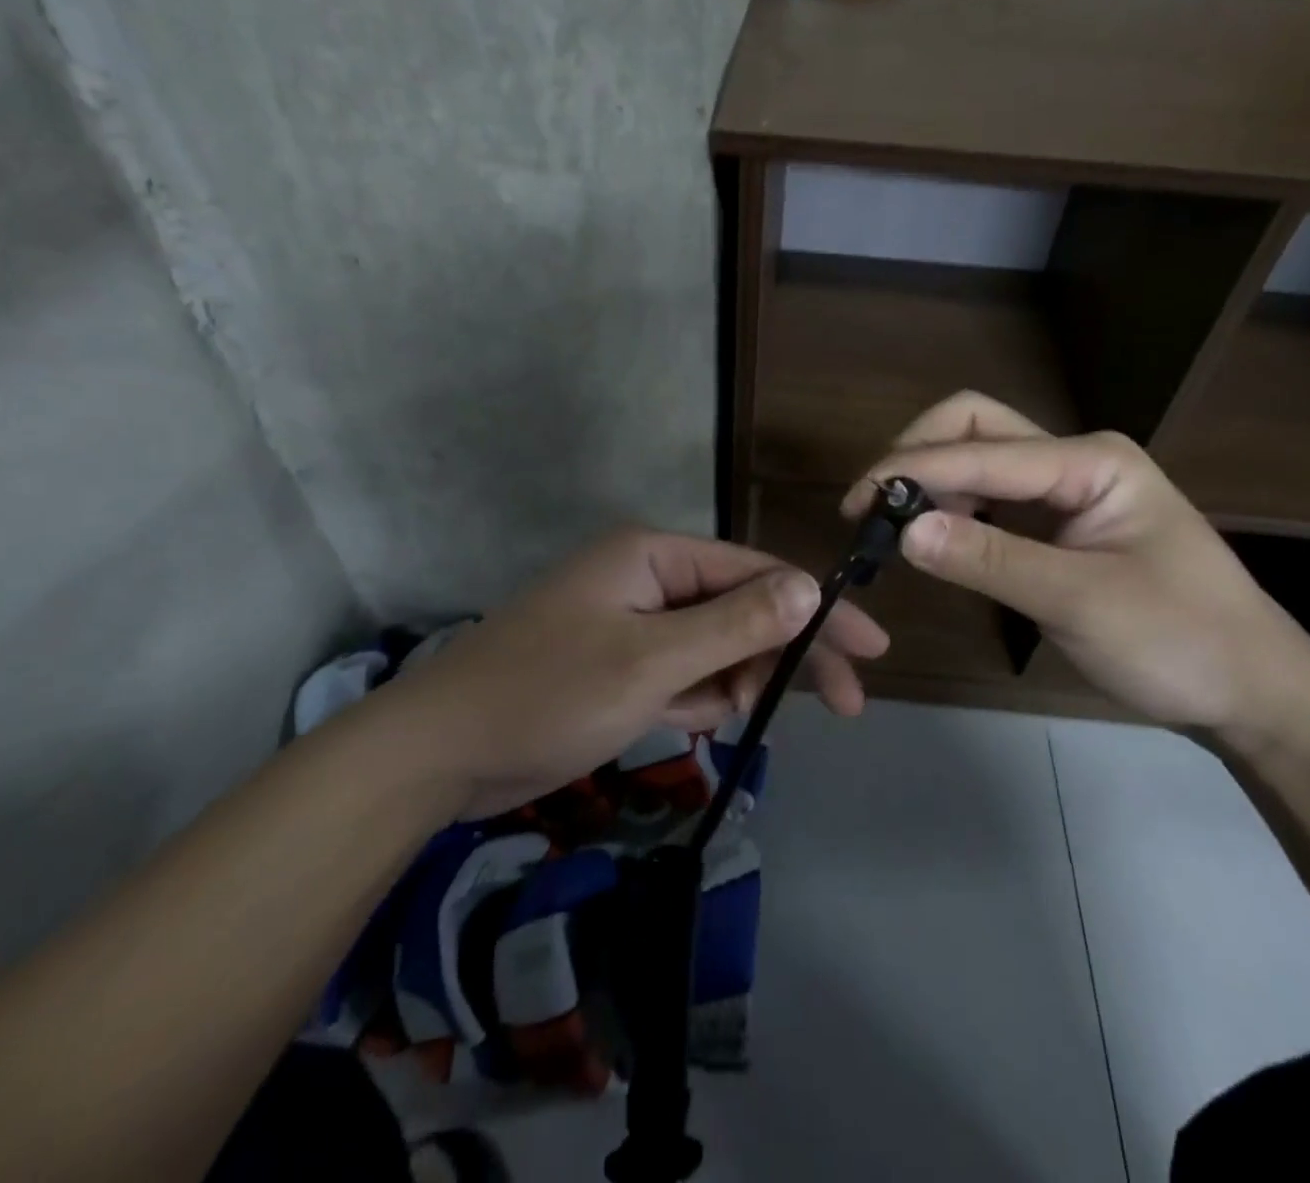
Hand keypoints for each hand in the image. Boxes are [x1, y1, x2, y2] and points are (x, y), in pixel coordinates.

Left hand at [375, 527, 888, 816]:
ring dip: (737, 681)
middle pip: (742, 609)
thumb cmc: (547, 694)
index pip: (756, 574)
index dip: (816, 610)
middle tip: (846, 703)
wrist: (440, 752)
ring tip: (734, 719)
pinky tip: (698, 722)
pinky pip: (683, 672)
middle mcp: (647, 578)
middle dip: (786, 654)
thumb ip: (733, 624)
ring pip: (715, 645)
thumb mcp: (651, 661)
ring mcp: (632, 622)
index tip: (869, 650)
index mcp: (653, 556)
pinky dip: (700, 697)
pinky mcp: (619, 662)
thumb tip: (808, 588)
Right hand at [841, 392, 1309, 736]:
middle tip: (873, 506)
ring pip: (978, 459)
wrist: (1252, 691)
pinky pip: (990, 499)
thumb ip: (990, 561)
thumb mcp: (1082, 602)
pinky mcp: (1057, 523)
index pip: (981, 448)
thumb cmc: (1181, 642)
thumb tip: (904, 530)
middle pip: (975, 426)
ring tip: (888, 526)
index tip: (857, 506)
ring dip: (929, 482)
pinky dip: (951, 509)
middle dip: (917, 454)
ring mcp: (1066, 489)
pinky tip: (929, 538)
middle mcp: (1074, 459)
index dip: (912, 470)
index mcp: (1091, 460)